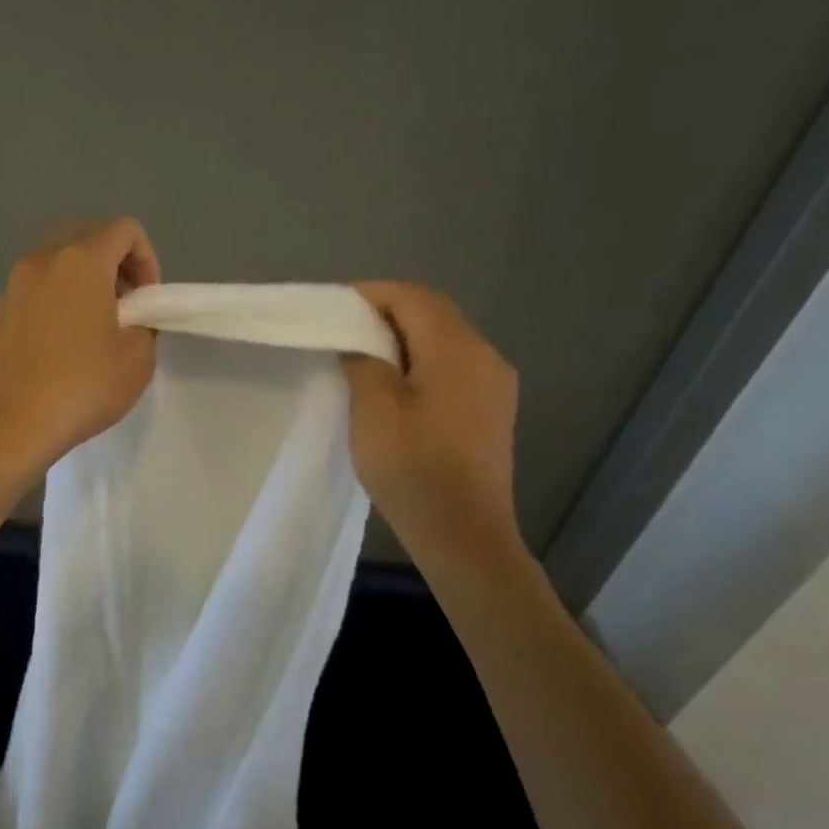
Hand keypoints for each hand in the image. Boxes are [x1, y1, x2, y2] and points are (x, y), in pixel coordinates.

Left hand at [0, 218, 161, 473]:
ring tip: (91, 328)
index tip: (146, 300)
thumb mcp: (137, 360)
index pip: (124, 228)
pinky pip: (32, 291)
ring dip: (80, 282)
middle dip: (113, 264)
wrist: (9, 424)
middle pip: (85, 236)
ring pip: (54, 263)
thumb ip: (145, 326)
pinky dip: (52, 302)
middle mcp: (41, 261)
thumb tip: (130, 320)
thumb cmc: (81, 387)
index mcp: (81, 260)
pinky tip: (57, 347)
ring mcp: (11, 286)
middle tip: (124, 307)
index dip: (147, 258)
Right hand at [342, 281, 520, 550]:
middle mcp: (485, 356)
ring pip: (444, 340)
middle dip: (386, 313)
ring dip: (403, 339)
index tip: (333, 308)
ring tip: (361, 357)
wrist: (463, 534)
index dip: (371, 294)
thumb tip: (362, 342)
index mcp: (457, 349)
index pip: (413, 297)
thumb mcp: (374, 410)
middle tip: (342, 330)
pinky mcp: (492, 410)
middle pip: (433, 314)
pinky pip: (453, 367)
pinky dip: (420, 362)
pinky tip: (394, 387)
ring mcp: (495, 384)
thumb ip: (364, 362)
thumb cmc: (413, 469)